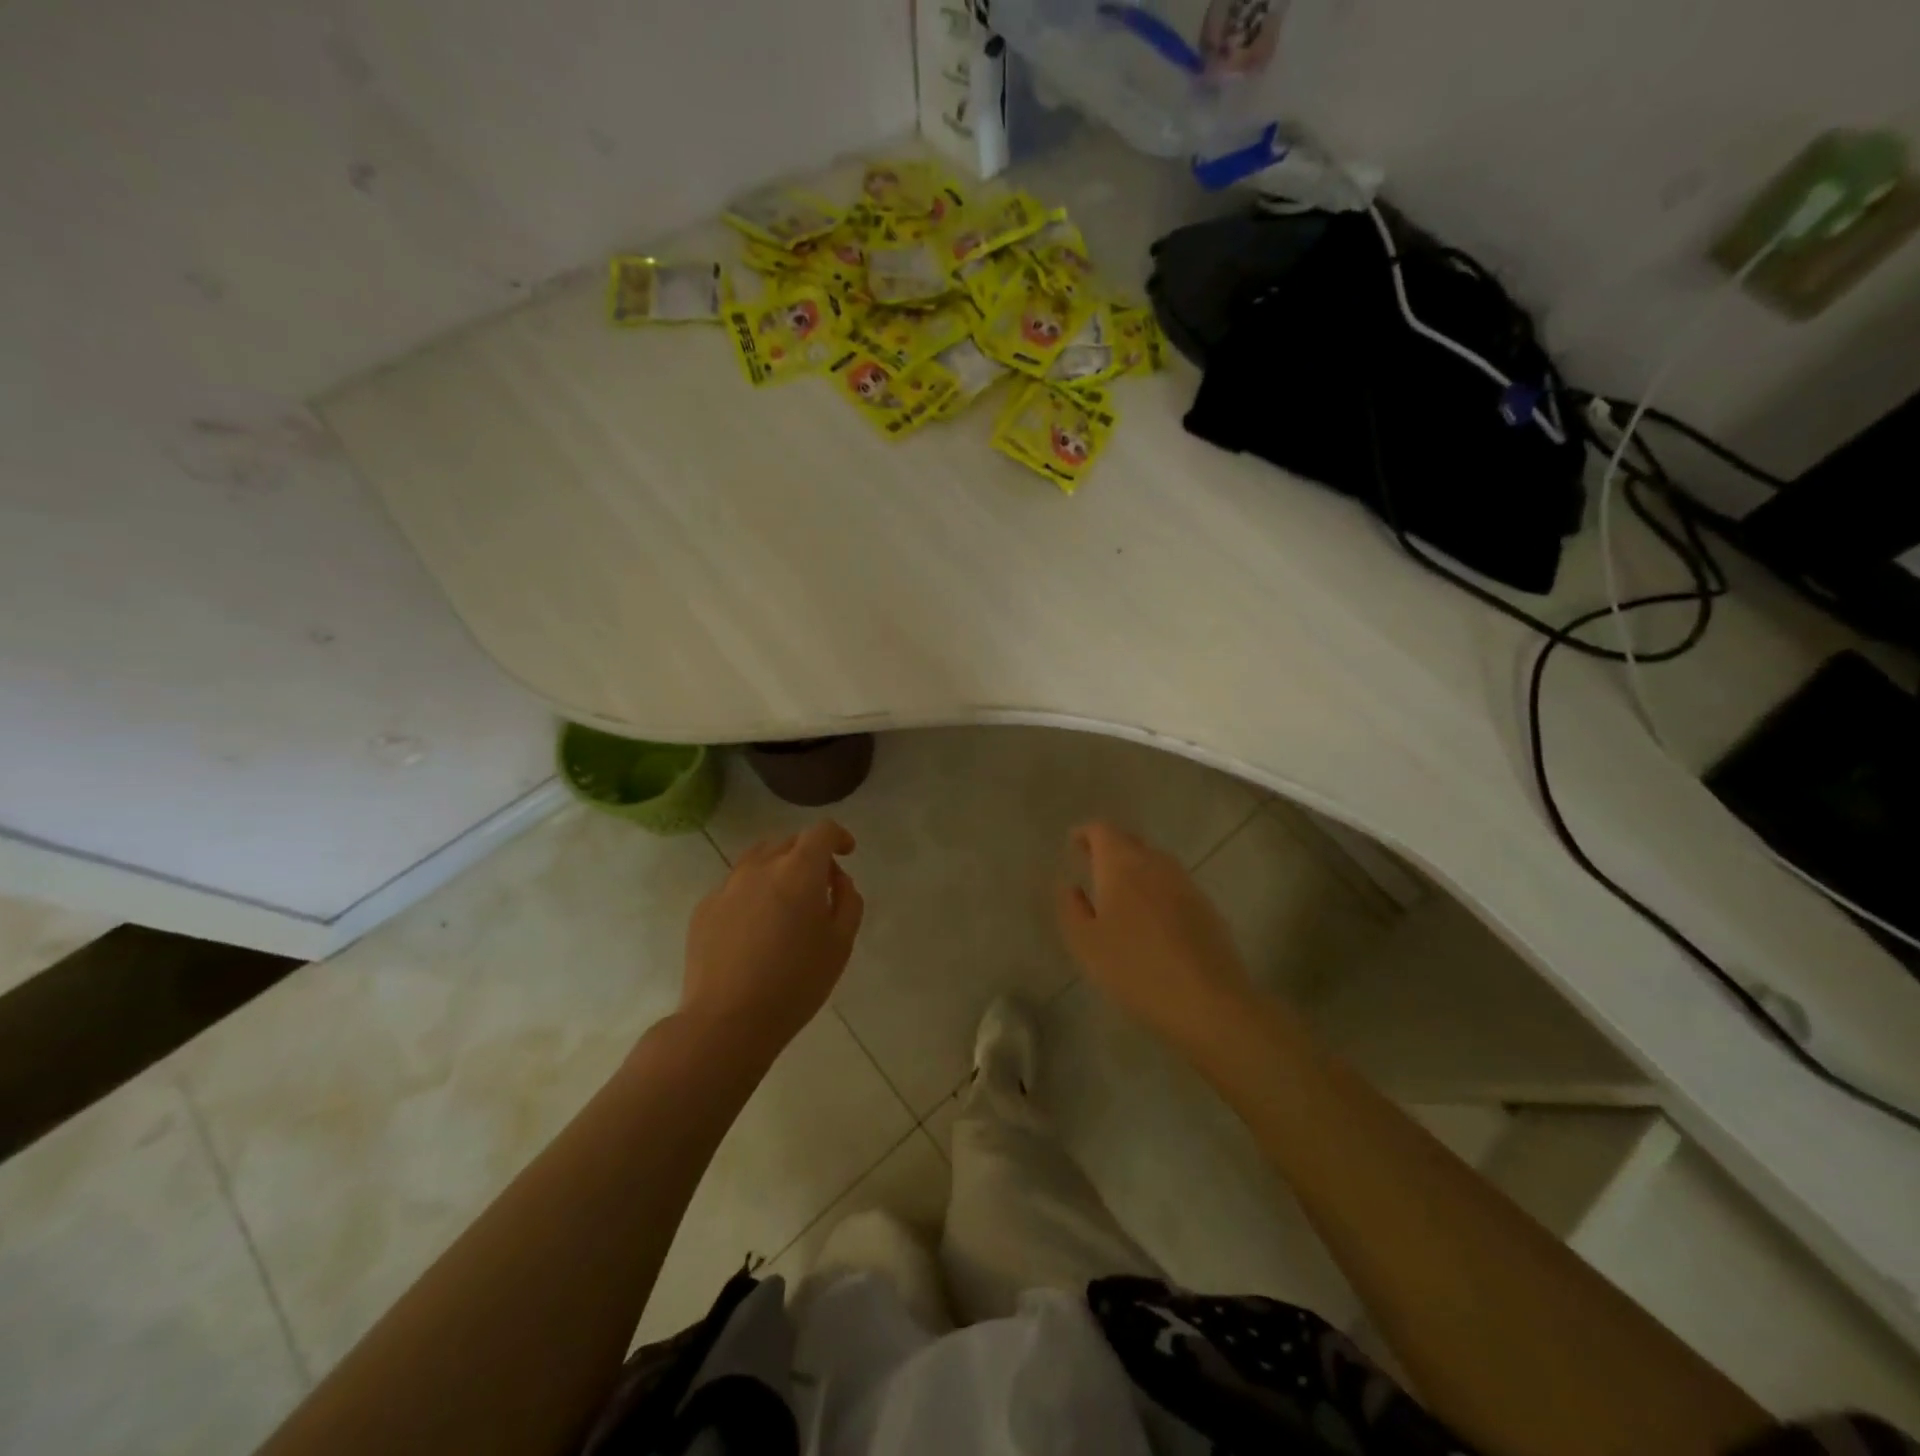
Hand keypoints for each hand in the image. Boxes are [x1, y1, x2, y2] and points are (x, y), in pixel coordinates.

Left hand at [681, 821, 864, 1054]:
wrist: (726, 1021)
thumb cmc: (795, 982)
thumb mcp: (840, 944)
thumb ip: (847, 901)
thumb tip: (837, 881)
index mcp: (798, 870)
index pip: (821, 831)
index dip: (837, 836)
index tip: (847, 852)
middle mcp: (760, 867)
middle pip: (789, 842)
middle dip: (809, 855)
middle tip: (820, 888)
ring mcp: (727, 886)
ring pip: (758, 860)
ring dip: (778, 870)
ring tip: (786, 904)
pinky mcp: (704, 909)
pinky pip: (735, 887)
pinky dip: (753, 893)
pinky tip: (756, 929)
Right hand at [1056, 821, 1255, 1050]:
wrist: (1208, 1001)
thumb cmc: (1135, 968)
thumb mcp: (1086, 944)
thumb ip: (1072, 908)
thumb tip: (1071, 886)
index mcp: (1122, 864)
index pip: (1103, 830)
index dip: (1086, 833)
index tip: (1074, 844)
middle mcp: (1155, 863)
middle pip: (1130, 841)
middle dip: (1110, 848)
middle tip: (1093, 865)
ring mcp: (1185, 883)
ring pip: (1155, 862)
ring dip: (1135, 868)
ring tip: (1120, 892)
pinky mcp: (1206, 907)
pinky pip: (1173, 885)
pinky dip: (1156, 889)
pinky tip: (1151, 917)